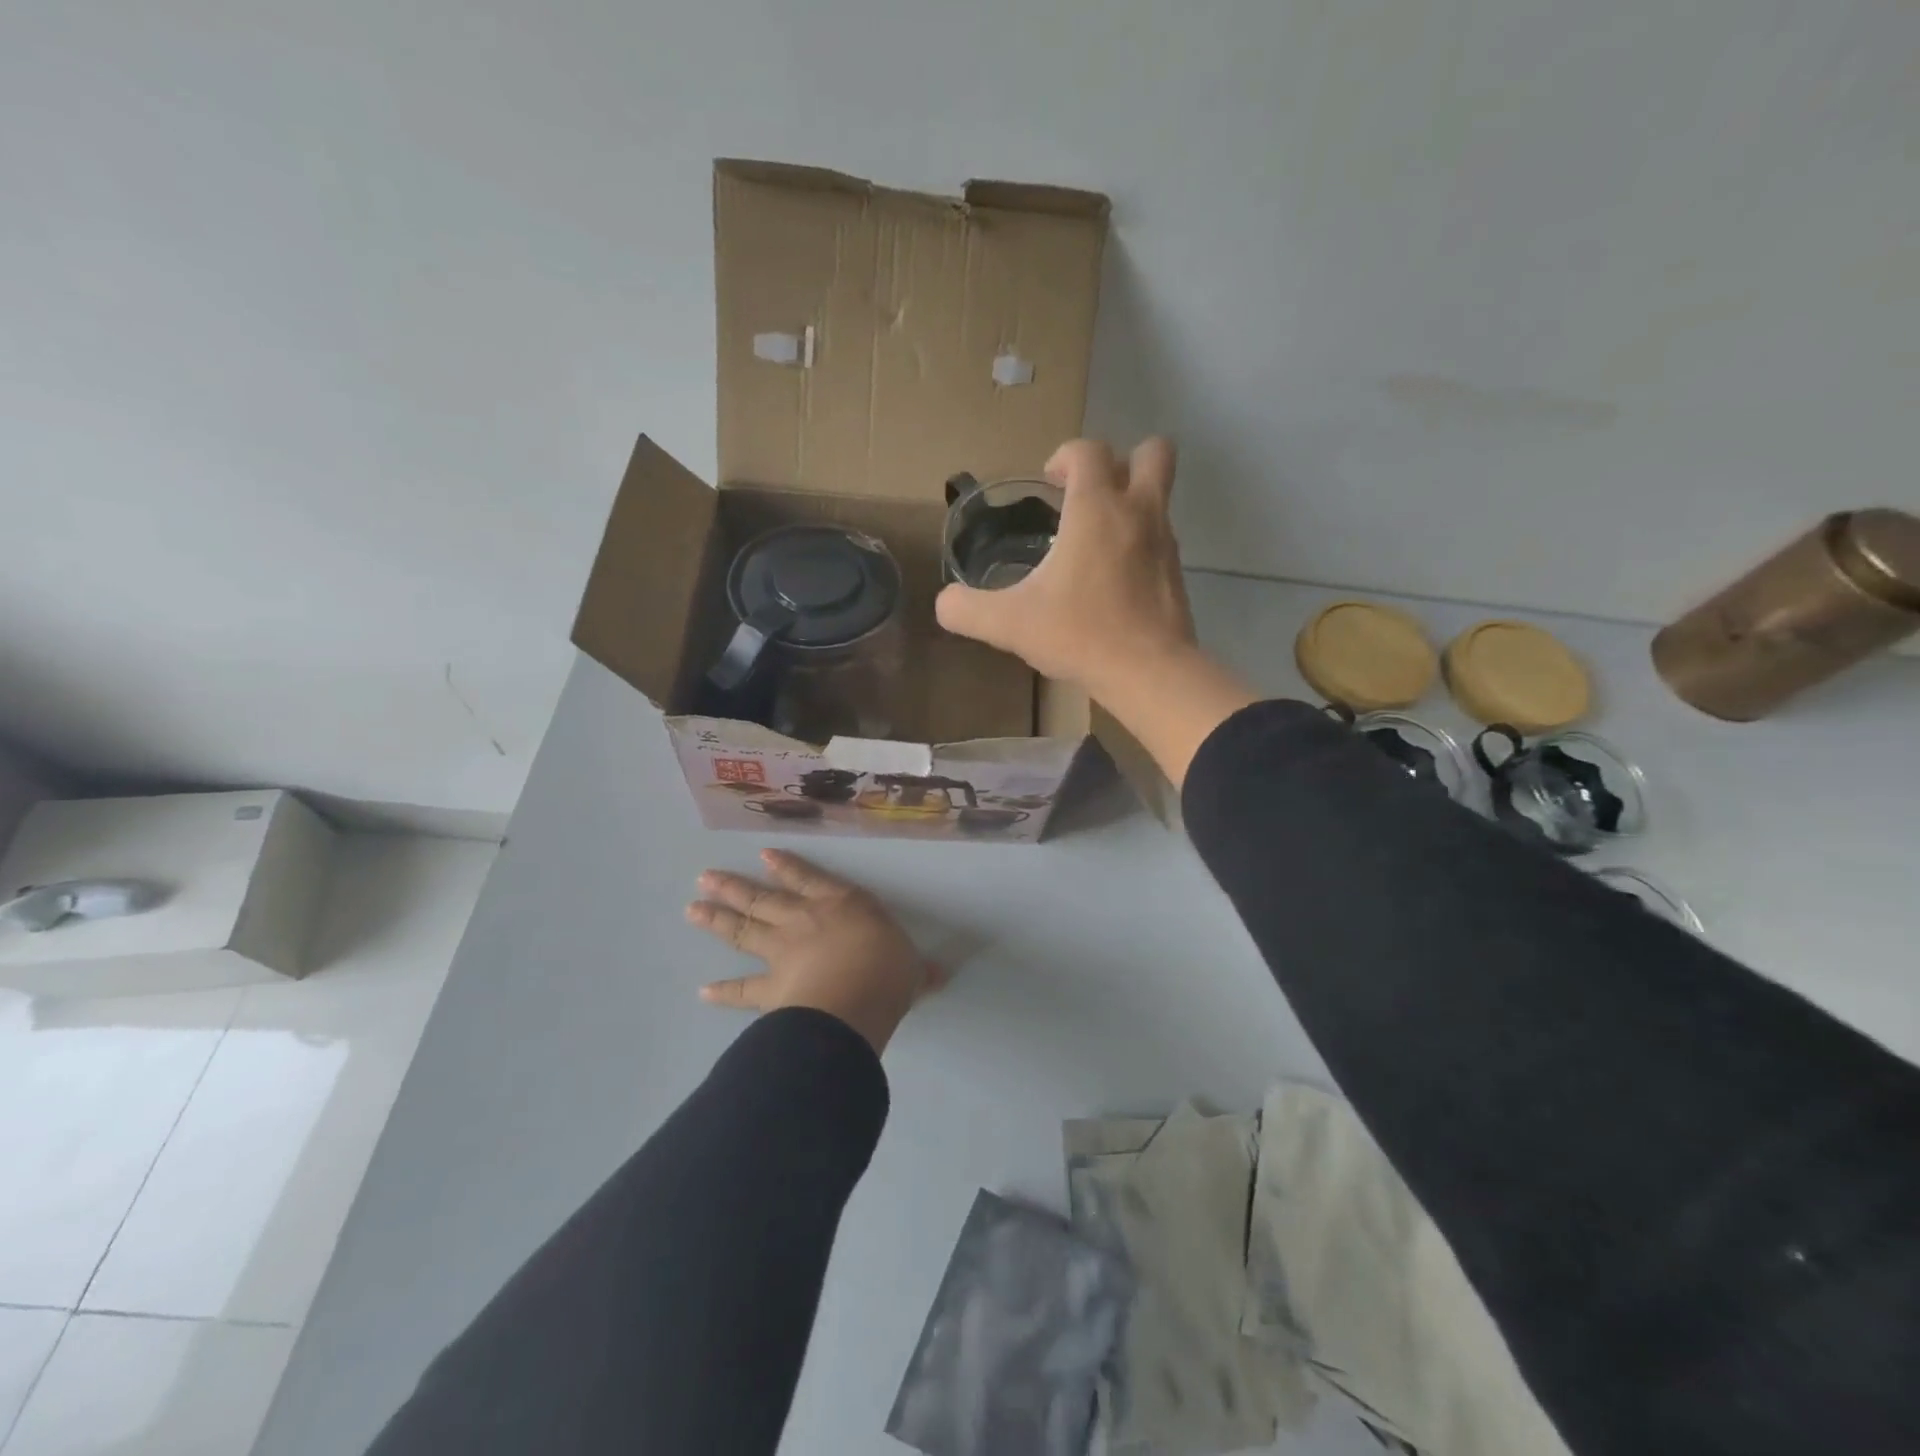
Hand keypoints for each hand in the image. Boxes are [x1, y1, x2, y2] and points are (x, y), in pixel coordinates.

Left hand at [686, 849, 945, 1053]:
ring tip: (693, 908)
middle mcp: (804, 921)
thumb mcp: (913, 968)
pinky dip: (723, 991)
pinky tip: (703, 991)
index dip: (787, 867)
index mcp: (841, 905)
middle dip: (734, 887)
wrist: (853, 1001)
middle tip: (705, 878)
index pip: (809, 879)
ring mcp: (781, 953)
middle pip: (762, 899)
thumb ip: (920, 970)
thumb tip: (941, 974)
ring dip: (717, 919)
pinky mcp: (769, 989)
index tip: (763, 856)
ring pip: (743, 931)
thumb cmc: (887, 971)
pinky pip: (742, 990)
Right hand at [937, 436, 1256, 788]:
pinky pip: (1161, 538)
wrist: (1148, 672)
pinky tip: (1114, 579)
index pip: (1088, 450)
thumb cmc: (1079, 634)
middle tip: (1089, 495)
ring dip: (1132, 502)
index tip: (1049, 483)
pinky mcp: (1176, 573)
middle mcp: (1138, 512)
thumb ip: (967, 609)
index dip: (1065, 457)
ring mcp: (1165, 542)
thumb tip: (945, 603)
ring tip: (1097, 541)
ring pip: (1160, 496)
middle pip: (1152, 452)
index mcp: (1096, 509)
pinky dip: (1140, 543)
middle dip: (1123, 460)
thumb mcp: (1009, 624)